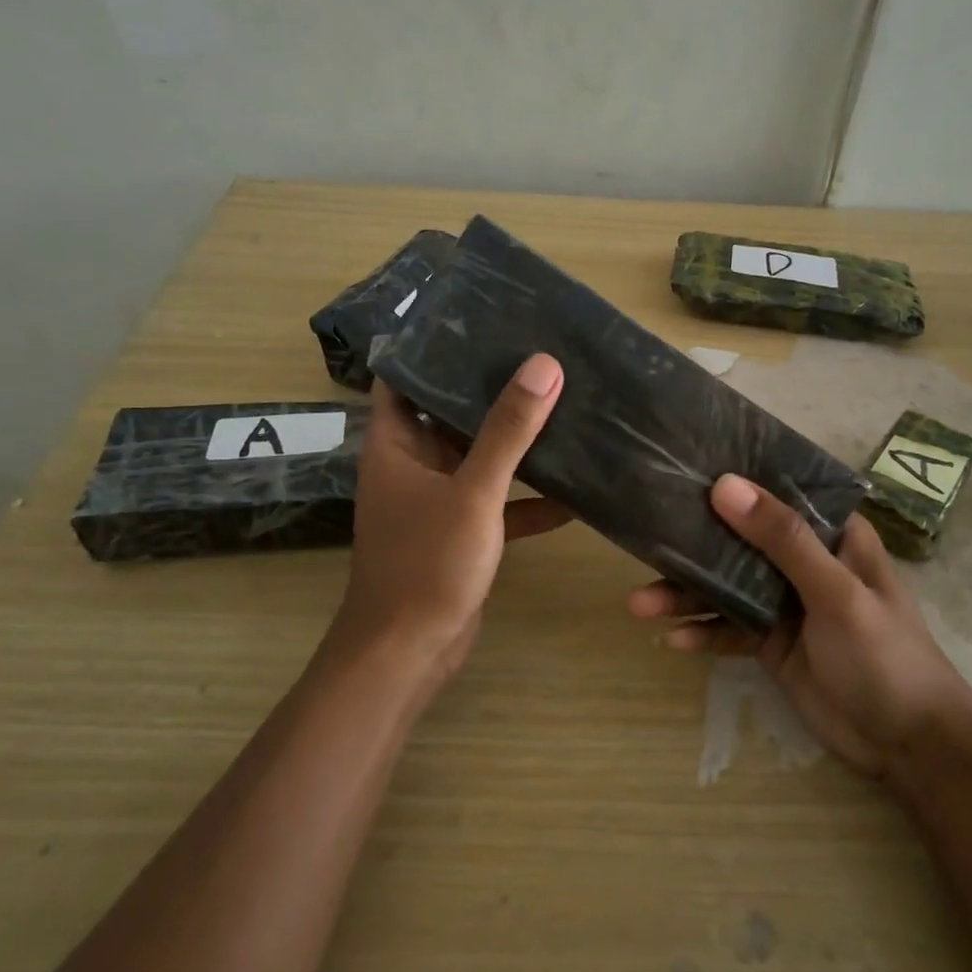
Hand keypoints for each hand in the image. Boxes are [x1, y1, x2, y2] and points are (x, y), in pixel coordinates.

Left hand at [326, 354, 567, 698]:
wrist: (409, 654)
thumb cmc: (427, 564)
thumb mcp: (473, 491)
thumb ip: (508, 430)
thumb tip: (544, 365)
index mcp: (396, 444)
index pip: (403, 376)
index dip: (432, 345)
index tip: (477, 317)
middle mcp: (413, 465)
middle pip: (450, 412)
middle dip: (489, 387)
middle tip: (538, 353)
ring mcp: (438, 500)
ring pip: (479, 457)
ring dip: (515, 441)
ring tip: (563, 404)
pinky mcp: (462, 533)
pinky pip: (498, 501)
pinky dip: (529, 496)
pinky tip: (575, 490)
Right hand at [629, 475, 970, 777]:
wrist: (909, 747)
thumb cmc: (886, 656)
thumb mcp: (836, 593)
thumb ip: (782, 540)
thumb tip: (724, 486)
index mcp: (831, 535)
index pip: (778, 493)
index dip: (735, 480)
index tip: (683, 468)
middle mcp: (804, 561)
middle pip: (740, 540)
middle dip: (694, 544)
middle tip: (645, 541)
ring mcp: (786, 603)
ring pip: (726, 586)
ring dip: (687, 594)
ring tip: (639, 604)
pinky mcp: (771, 641)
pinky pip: (729, 628)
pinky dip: (703, 631)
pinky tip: (672, 639)